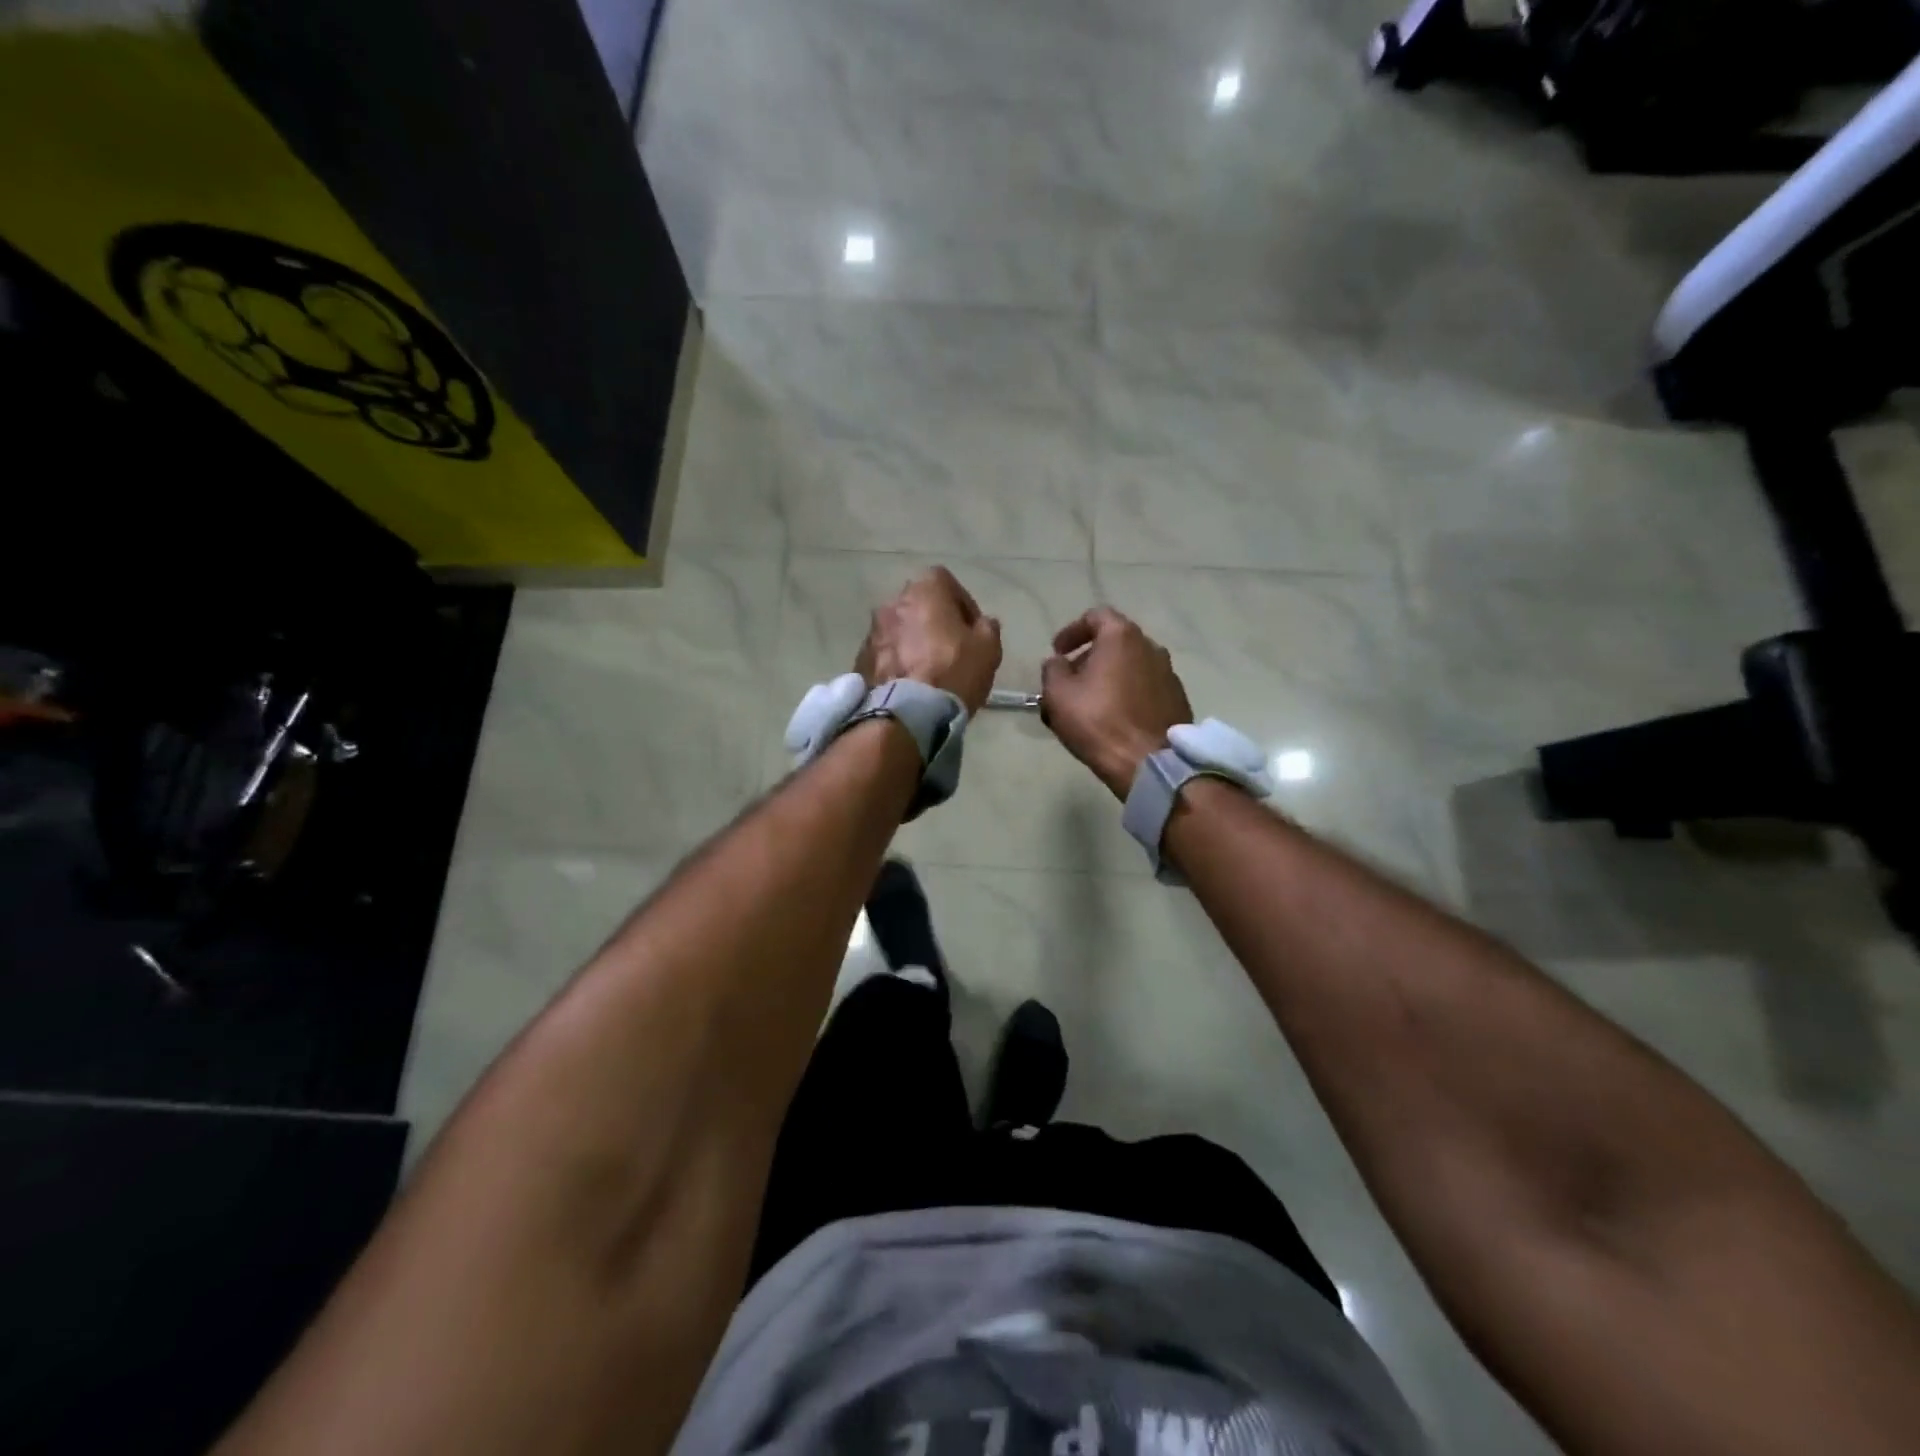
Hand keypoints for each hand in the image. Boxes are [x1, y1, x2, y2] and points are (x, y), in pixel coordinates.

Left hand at [856, 567, 1002, 714]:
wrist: (905, 712)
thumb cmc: (952, 672)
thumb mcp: (988, 649)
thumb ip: (987, 627)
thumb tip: (982, 623)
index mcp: (924, 590)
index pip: (945, 581)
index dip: (962, 603)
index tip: (971, 628)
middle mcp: (892, 602)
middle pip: (919, 604)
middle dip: (935, 621)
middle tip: (952, 648)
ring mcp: (872, 631)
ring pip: (900, 629)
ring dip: (914, 641)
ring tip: (929, 669)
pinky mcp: (860, 659)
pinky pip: (885, 652)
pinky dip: (898, 660)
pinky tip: (909, 683)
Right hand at [1041, 606, 1191, 798]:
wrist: (1149, 762)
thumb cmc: (1099, 722)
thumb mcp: (1058, 694)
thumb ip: (1052, 670)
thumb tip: (1058, 662)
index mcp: (1121, 637)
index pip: (1096, 616)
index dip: (1072, 631)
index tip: (1058, 652)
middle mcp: (1151, 646)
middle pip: (1115, 641)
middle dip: (1090, 657)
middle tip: (1071, 680)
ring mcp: (1169, 673)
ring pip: (1132, 665)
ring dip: (1110, 676)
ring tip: (1091, 703)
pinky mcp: (1178, 699)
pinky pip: (1146, 687)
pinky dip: (1128, 693)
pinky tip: (1116, 717)